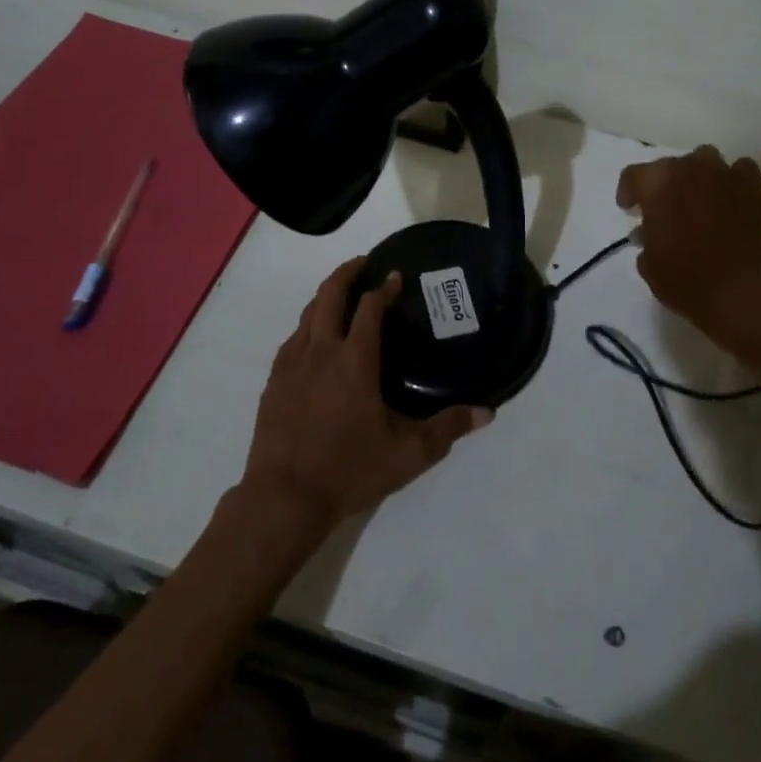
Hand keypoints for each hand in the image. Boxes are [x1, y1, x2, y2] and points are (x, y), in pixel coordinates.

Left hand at [240, 258, 491, 528]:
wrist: (283, 498)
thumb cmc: (348, 470)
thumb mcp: (408, 454)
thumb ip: (447, 429)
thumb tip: (487, 412)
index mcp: (355, 361)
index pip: (370, 308)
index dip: (384, 288)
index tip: (396, 276)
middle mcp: (321, 351)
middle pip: (329, 295)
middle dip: (347, 273)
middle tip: (364, 263)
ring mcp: (292, 364)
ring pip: (308, 314)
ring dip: (325, 295)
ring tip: (341, 293)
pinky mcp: (274, 381)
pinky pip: (292, 338)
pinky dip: (308, 324)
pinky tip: (315, 337)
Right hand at [616, 145, 760, 345]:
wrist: (740, 291)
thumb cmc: (684, 279)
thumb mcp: (649, 264)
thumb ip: (645, 240)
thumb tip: (646, 232)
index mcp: (656, 183)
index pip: (633, 176)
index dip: (629, 192)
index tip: (630, 210)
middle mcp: (688, 168)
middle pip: (669, 165)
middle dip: (664, 185)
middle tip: (665, 209)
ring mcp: (723, 174)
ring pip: (704, 159)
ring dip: (697, 175)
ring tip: (698, 198)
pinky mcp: (752, 187)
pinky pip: (739, 170)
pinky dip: (732, 180)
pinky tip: (729, 197)